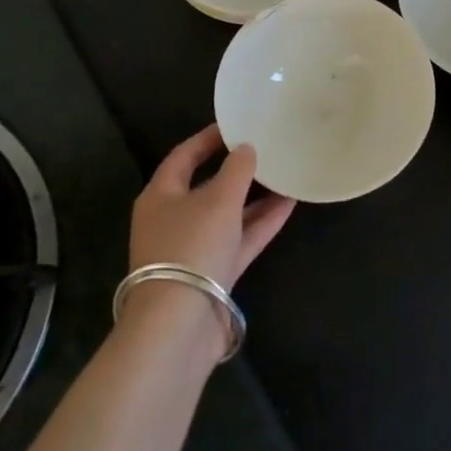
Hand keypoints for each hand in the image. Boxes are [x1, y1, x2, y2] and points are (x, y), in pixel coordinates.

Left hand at [129, 125, 294, 290]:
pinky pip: (239, 239)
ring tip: (285, 173)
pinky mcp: (212, 274)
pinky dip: (261, 222)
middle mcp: (173, 219)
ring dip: (255, 196)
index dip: (209, 138)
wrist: (179, 326)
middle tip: (266, 148)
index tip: (236, 124)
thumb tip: (246, 148)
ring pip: (228, 214)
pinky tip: (289, 204)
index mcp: (161, 196)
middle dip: (237, 169)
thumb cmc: (191, 246)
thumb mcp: (218, 199)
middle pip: (207, 185)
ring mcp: (193, 249)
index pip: (184, 156)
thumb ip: (237, 169)